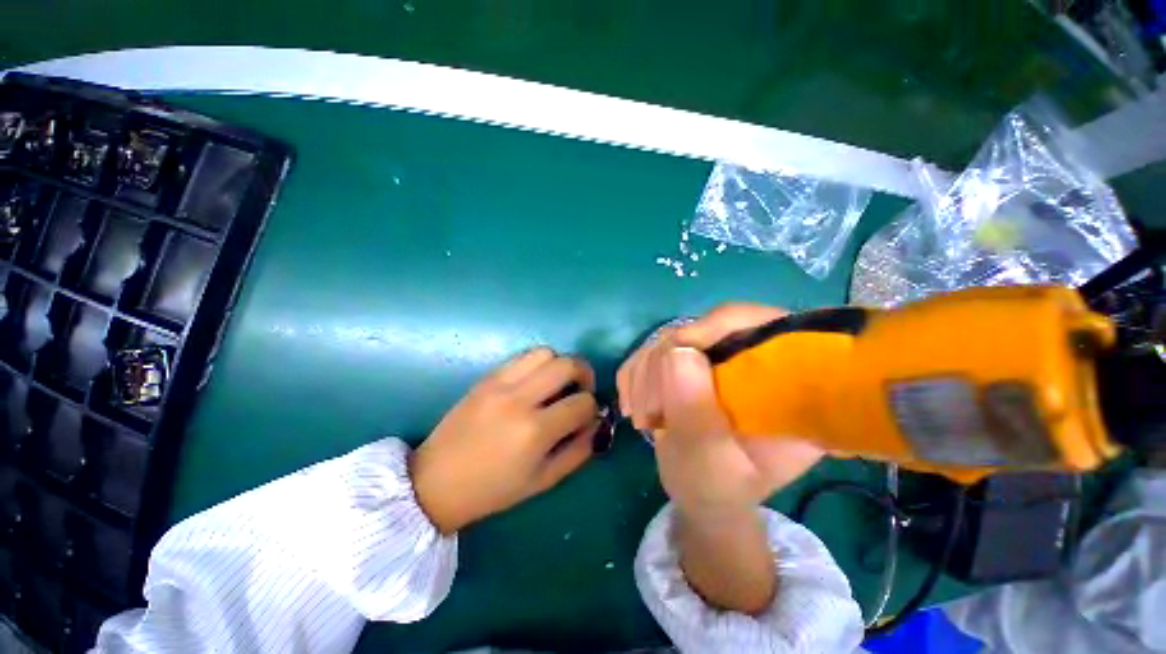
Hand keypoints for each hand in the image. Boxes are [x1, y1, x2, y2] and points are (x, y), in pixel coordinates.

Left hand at [412, 348, 599, 533]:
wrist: (436, 481)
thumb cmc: (492, 489)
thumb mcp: (543, 480)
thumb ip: (579, 451)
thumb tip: (598, 423)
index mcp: (534, 431)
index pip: (582, 403)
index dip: (593, 408)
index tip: (588, 416)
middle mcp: (519, 399)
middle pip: (568, 364)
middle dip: (585, 374)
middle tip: (582, 389)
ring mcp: (500, 383)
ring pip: (545, 352)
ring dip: (560, 364)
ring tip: (558, 383)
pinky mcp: (487, 377)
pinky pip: (522, 356)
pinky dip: (538, 364)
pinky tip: (535, 381)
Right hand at [617, 305, 823, 516]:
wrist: (702, 490)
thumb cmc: (717, 487)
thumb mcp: (711, 465)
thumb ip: (697, 414)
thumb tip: (676, 351)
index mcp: (789, 383)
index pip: (762, 323)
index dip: (715, 327)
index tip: (673, 357)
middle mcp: (757, 359)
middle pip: (705, 326)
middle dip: (663, 367)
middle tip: (649, 413)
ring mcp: (720, 355)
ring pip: (671, 335)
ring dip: (645, 375)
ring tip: (643, 417)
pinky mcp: (691, 358)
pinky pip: (653, 347)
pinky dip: (636, 374)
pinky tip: (634, 404)